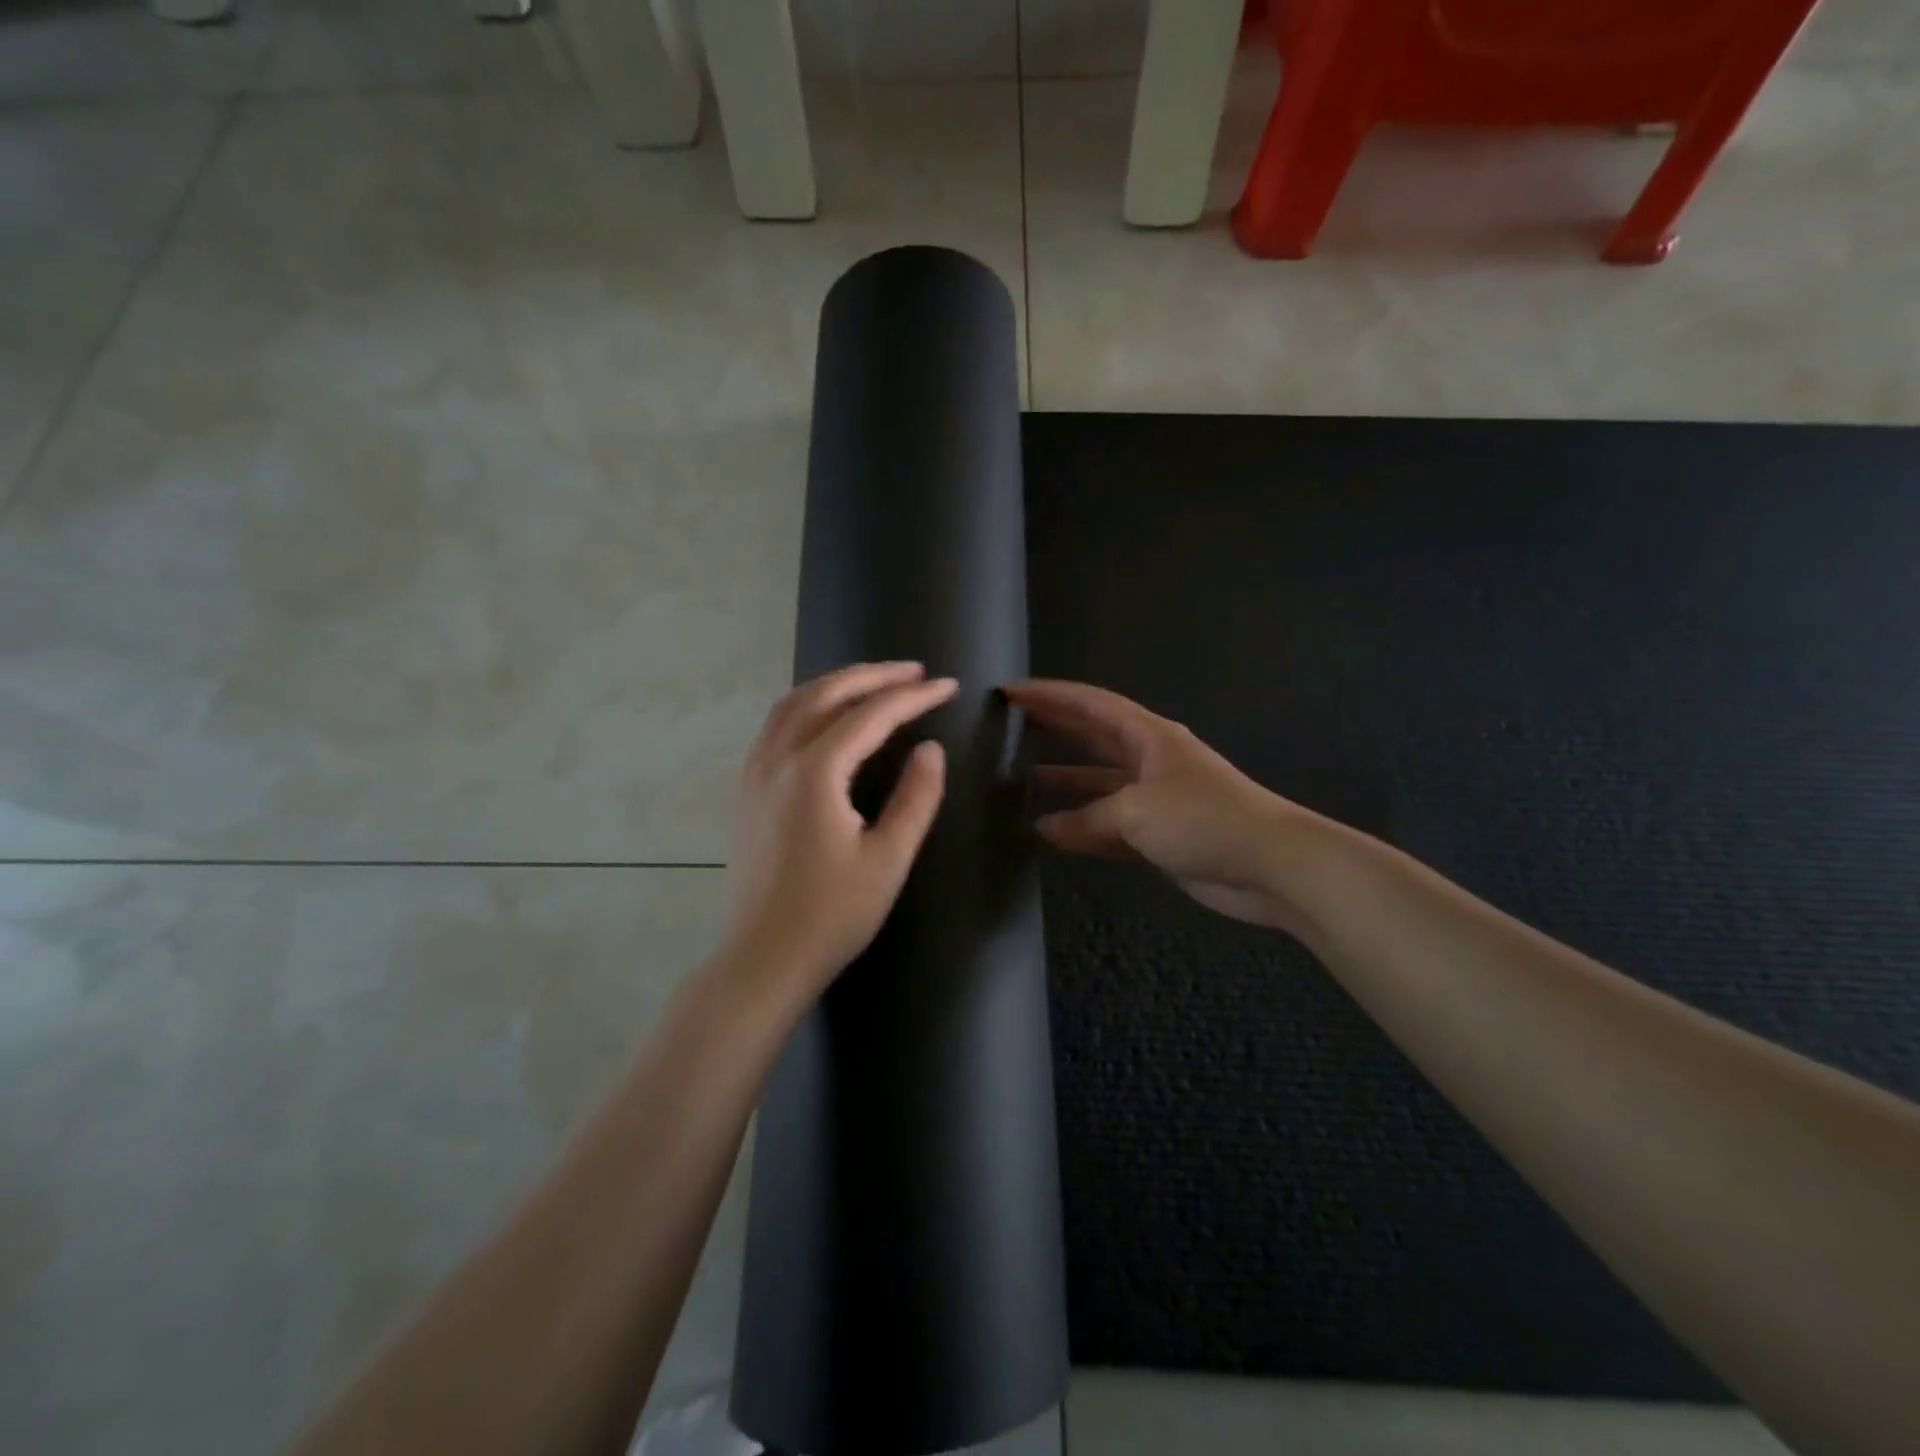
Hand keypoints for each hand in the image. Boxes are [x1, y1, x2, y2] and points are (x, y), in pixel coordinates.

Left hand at [725, 662, 957, 1004]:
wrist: (764, 958)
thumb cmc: (832, 915)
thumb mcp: (888, 859)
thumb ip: (915, 798)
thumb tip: (931, 748)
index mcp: (813, 773)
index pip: (870, 715)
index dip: (912, 697)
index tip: (947, 686)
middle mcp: (777, 759)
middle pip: (826, 694)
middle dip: (874, 676)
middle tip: (915, 672)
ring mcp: (755, 772)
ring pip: (794, 703)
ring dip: (837, 683)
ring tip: (875, 681)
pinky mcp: (747, 789)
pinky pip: (777, 724)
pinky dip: (808, 703)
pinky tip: (827, 714)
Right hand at [1008, 679, 1324, 935]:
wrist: (1271, 866)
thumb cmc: (1204, 819)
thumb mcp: (1136, 811)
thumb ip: (1087, 819)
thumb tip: (1044, 828)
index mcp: (1147, 736)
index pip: (1090, 704)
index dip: (1050, 696)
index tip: (1010, 693)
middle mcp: (1148, 760)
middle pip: (1091, 737)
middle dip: (1053, 729)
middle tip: (1008, 727)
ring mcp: (1153, 799)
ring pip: (1097, 784)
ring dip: (1064, 782)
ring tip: (1019, 782)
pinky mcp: (1158, 835)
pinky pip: (1108, 825)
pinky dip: (1081, 828)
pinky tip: (1051, 833)